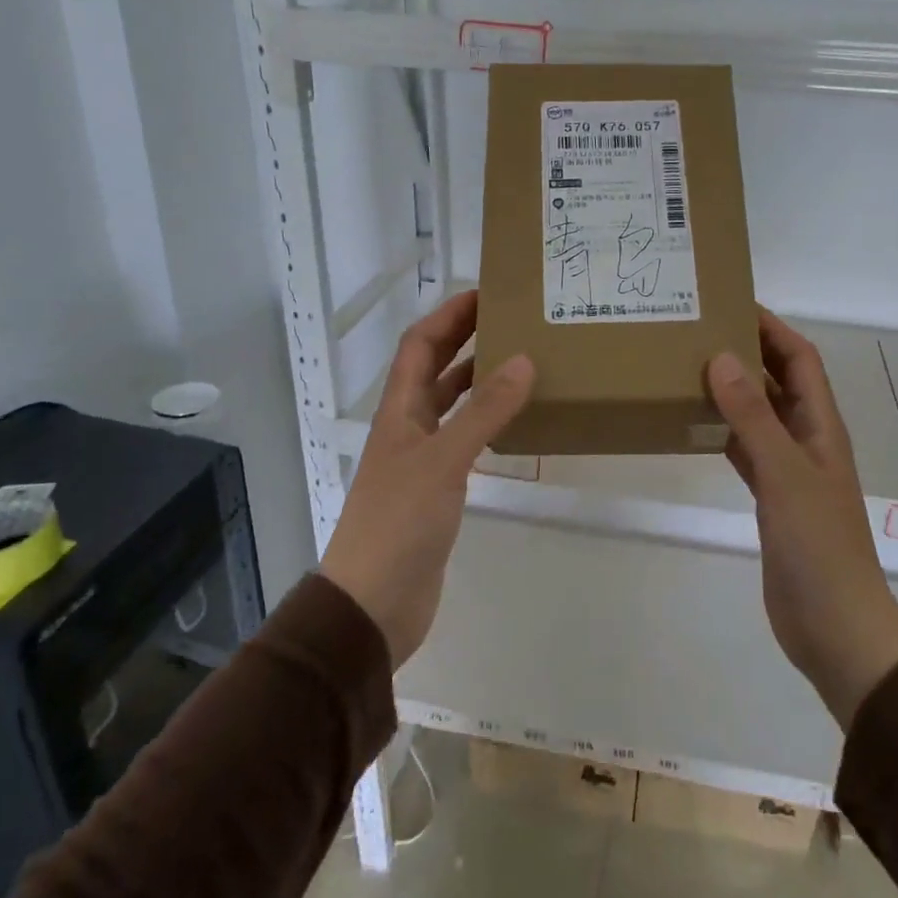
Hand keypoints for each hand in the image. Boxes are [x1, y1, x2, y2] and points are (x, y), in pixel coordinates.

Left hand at [319, 291, 533, 667]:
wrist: (373, 604)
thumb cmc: (399, 523)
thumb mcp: (444, 460)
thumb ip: (484, 412)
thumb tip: (523, 360)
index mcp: (399, 411)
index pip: (419, 345)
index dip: (447, 315)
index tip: (486, 293)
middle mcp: (407, 427)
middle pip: (434, 368)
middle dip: (465, 338)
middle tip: (512, 320)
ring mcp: (421, 459)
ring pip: (451, 404)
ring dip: (478, 379)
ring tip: (521, 361)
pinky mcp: (437, 489)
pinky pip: (464, 440)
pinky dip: (486, 422)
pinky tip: (513, 421)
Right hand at [708, 309, 897, 727]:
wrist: (834, 626)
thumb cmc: (818, 546)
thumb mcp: (784, 475)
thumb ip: (753, 418)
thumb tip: (722, 358)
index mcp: (821, 427)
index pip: (799, 359)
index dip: (772, 327)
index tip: (732, 302)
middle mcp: (808, 440)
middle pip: (778, 381)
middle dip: (747, 352)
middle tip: (699, 331)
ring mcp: (789, 471)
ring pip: (758, 415)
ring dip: (732, 391)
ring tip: (689, 368)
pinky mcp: (771, 499)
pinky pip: (745, 450)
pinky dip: (722, 432)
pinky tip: (693, 425)